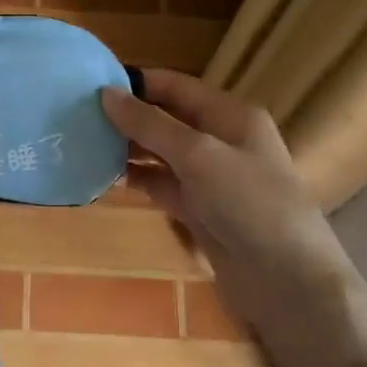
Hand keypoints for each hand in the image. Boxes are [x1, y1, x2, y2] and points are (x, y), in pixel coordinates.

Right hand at [100, 69, 356, 342]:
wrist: (289, 284)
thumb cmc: (249, 204)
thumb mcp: (199, 155)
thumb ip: (151, 124)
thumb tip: (106, 94)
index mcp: (230, 115)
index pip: (177, 86)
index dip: (138, 82)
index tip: (91, 82)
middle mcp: (221, 141)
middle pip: (167, 118)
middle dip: (128, 116)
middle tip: (78, 114)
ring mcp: (212, 179)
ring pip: (162, 154)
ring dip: (128, 148)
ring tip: (83, 142)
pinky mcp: (201, 212)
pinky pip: (163, 186)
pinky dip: (138, 180)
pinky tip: (105, 177)